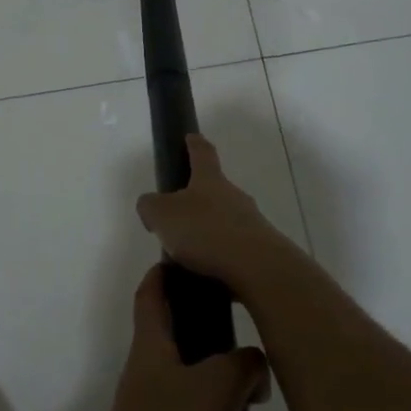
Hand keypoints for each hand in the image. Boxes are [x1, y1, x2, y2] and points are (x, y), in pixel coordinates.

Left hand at [92, 265, 270, 410]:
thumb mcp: (219, 387)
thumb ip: (244, 363)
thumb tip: (252, 363)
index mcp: (153, 347)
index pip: (152, 294)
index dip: (165, 272)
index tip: (186, 258)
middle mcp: (151, 377)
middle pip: (189, 351)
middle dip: (229, 364)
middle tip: (258, 375)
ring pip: (206, 405)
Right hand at [135, 134, 297, 290]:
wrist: (257, 268)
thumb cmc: (204, 231)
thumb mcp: (162, 215)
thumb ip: (150, 206)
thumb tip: (151, 205)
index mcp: (209, 180)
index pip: (202, 152)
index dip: (194, 143)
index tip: (190, 136)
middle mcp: (233, 195)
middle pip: (214, 189)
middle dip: (197, 198)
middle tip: (176, 215)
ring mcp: (250, 223)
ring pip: (223, 220)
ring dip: (207, 231)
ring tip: (186, 254)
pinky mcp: (259, 250)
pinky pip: (232, 248)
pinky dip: (218, 256)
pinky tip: (204, 273)